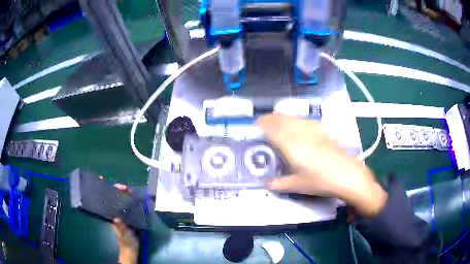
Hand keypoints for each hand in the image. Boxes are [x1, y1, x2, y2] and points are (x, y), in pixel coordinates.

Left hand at [112, 183, 137, 263]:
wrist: (132, 249)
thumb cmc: (126, 242)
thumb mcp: (123, 235)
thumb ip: (120, 227)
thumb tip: (116, 218)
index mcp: (112, 216)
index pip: (107, 201)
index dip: (105, 191)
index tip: (105, 181)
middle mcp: (116, 213)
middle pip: (114, 198)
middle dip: (118, 190)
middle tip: (125, 187)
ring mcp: (122, 215)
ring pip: (121, 201)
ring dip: (124, 194)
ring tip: (129, 189)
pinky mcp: (129, 218)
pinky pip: (128, 206)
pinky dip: (130, 200)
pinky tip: (134, 197)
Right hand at [257, 114, 387, 216]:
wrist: (348, 175)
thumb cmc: (321, 181)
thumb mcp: (298, 185)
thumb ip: (280, 183)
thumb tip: (266, 184)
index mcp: (292, 146)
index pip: (275, 129)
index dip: (265, 124)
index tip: (258, 121)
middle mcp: (302, 135)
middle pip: (285, 120)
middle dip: (273, 118)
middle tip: (266, 119)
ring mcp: (314, 132)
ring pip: (296, 119)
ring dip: (285, 117)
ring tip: (279, 118)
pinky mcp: (324, 133)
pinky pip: (308, 122)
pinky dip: (299, 120)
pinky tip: (301, 123)